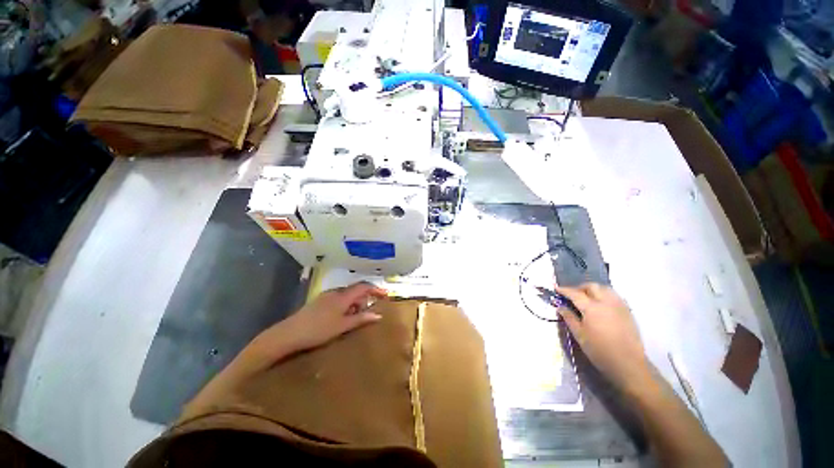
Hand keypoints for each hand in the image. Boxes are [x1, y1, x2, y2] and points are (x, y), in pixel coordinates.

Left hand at [246, 282, 388, 364]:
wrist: (289, 334)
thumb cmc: (319, 330)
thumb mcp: (343, 326)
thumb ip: (361, 319)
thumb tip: (378, 315)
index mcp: (343, 296)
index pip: (363, 287)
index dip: (375, 289)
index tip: (385, 295)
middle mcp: (335, 292)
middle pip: (355, 290)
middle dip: (363, 299)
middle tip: (365, 314)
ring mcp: (326, 295)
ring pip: (346, 295)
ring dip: (353, 303)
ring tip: (352, 319)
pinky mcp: (319, 301)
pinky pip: (338, 299)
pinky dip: (344, 305)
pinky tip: (339, 318)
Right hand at [557, 283, 652, 395]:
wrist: (628, 364)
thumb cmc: (600, 351)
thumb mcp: (579, 335)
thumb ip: (569, 318)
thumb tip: (560, 307)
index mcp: (592, 308)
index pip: (575, 293)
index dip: (564, 290)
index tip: (556, 289)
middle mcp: (606, 302)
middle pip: (592, 286)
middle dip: (580, 288)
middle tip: (572, 295)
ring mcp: (619, 306)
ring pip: (605, 289)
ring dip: (593, 290)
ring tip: (586, 298)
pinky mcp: (627, 312)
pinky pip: (614, 296)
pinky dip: (604, 295)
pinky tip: (601, 304)